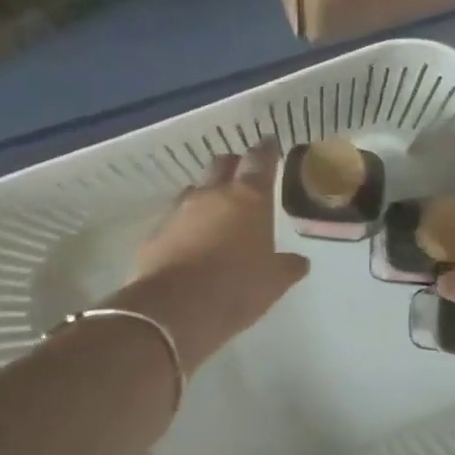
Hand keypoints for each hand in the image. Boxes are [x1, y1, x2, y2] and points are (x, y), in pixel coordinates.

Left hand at [111, 143, 309, 371]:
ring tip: (216, 214)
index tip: (271, 144)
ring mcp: (179, 211)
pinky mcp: (155, 234)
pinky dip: (185, 225)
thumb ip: (288, 266)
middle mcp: (212, 195)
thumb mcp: (274, 282)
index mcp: (249, 199)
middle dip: (234, 165)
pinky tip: (191, 244)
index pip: (260, 160)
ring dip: (207, 196)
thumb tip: (299, 261)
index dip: (267, 150)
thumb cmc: (237, 288)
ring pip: (195, 190)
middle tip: (243, 176)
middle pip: (222, 164)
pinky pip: (174, 220)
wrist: (175, 310)